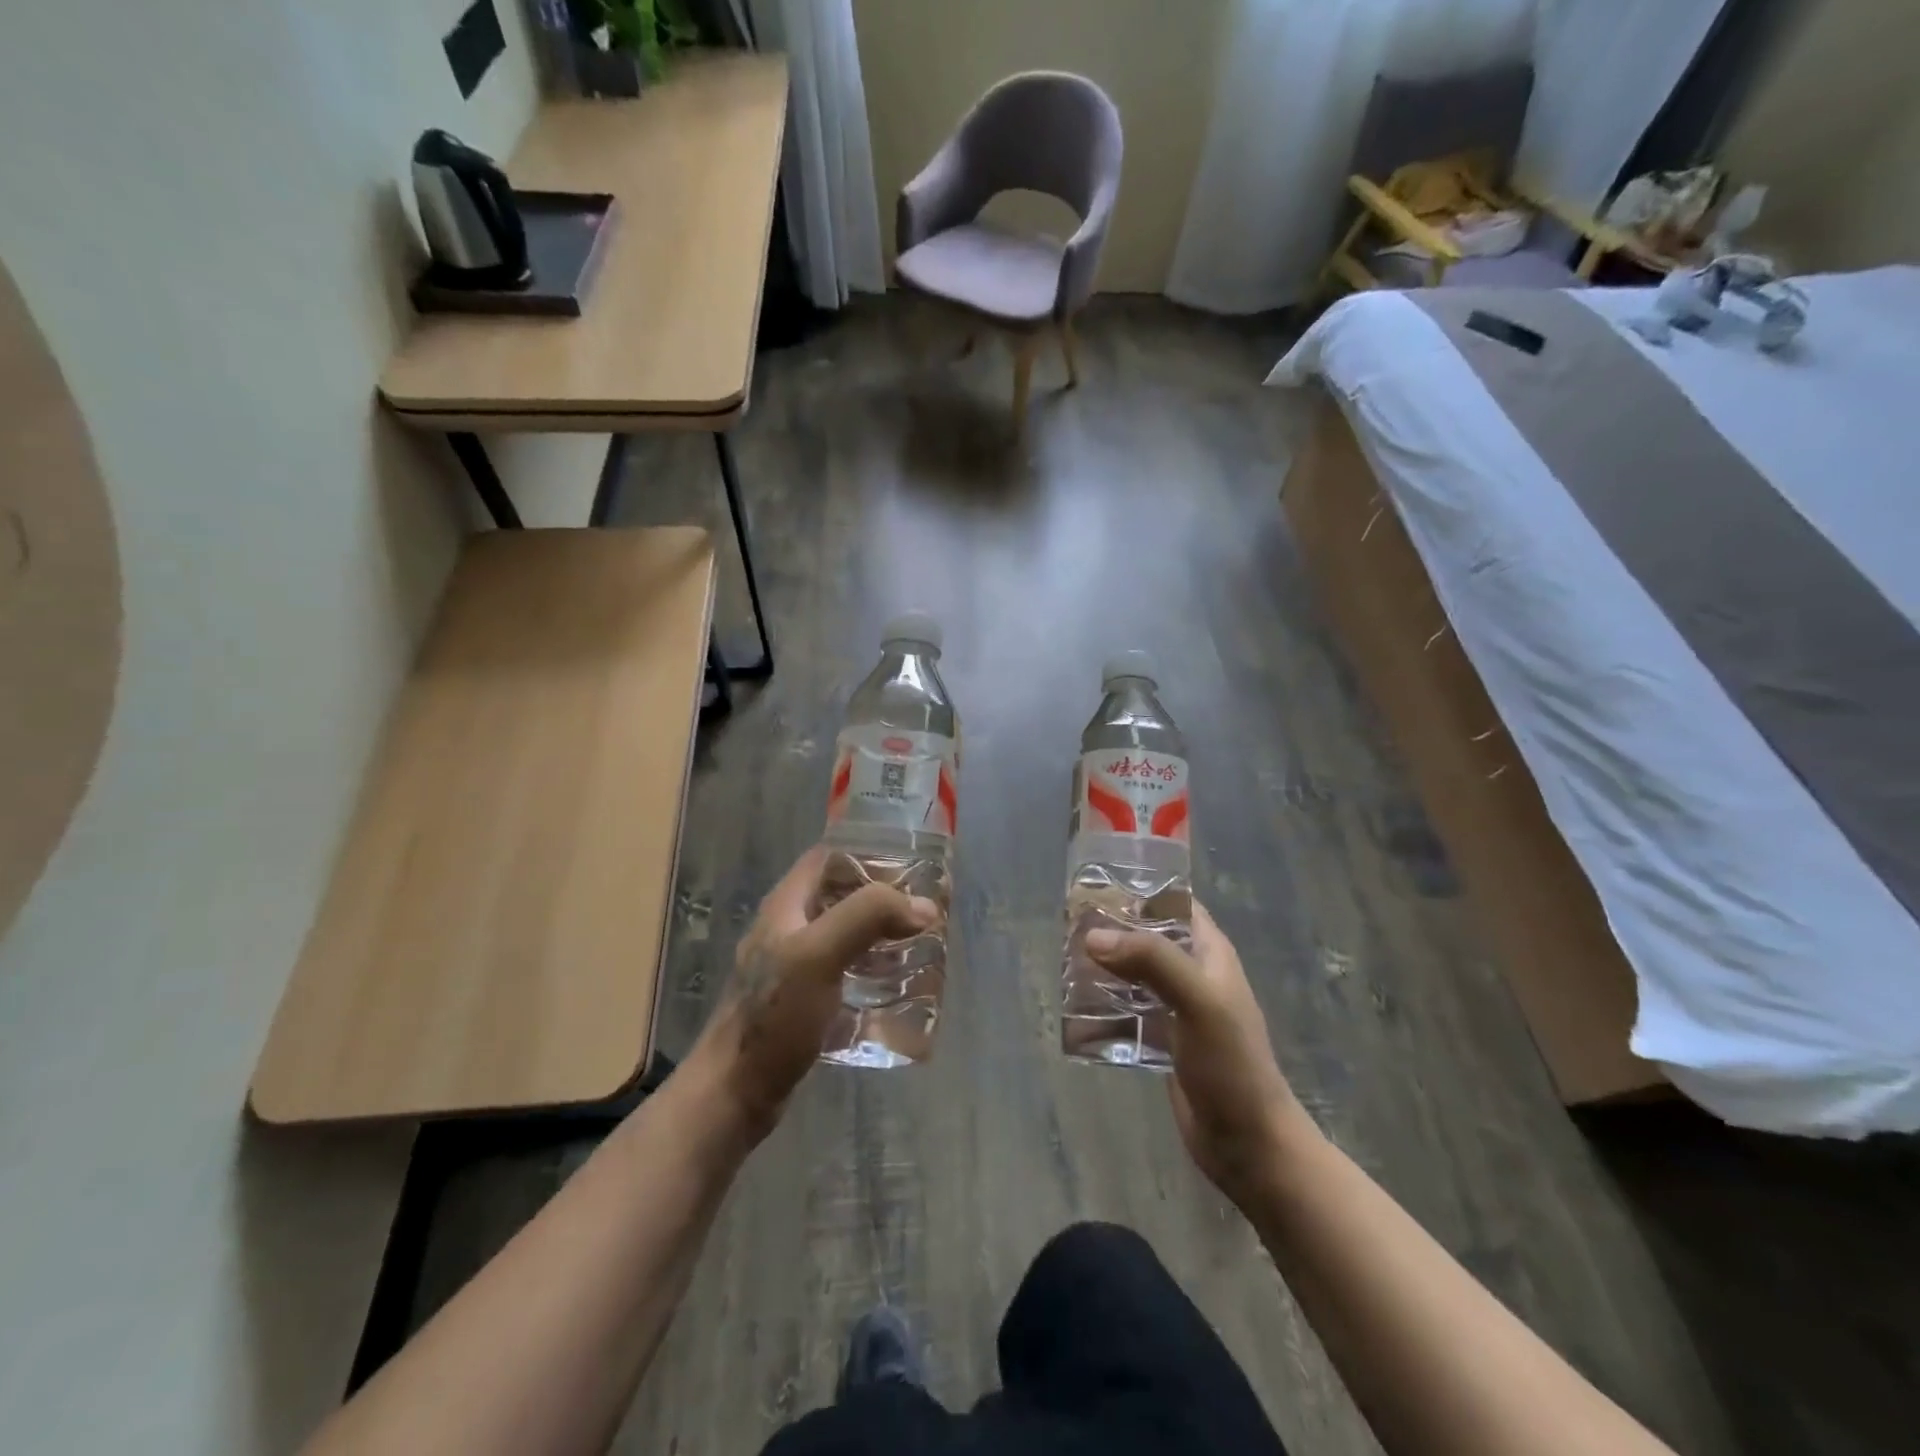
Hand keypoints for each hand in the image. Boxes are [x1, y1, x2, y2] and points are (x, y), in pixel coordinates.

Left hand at [689, 846, 937, 1142]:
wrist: (735, 1092)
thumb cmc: (774, 1016)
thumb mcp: (819, 954)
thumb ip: (868, 917)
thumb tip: (924, 907)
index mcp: (787, 904)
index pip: (829, 857)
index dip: (868, 853)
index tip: (912, 867)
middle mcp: (789, 926)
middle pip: (842, 894)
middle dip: (883, 897)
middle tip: (926, 909)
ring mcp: (794, 964)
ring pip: (846, 932)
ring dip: (881, 933)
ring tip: (921, 943)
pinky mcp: (803, 999)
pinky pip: (845, 968)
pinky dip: (872, 968)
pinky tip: (897, 984)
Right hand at [1086, 904, 1312, 1206]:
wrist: (1248, 1143)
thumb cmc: (1230, 1064)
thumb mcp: (1198, 1001)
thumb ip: (1151, 961)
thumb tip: (1093, 937)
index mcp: (1209, 952)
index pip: (1174, 903)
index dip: (1140, 889)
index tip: (1096, 884)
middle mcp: (1192, 973)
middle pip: (1146, 937)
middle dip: (1111, 930)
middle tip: (1067, 926)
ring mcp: (1176, 1008)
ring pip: (1132, 973)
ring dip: (1103, 967)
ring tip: (1064, 962)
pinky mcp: (1162, 1039)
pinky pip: (1127, 1010)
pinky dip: (1103, 1005)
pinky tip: (1075, 1008)